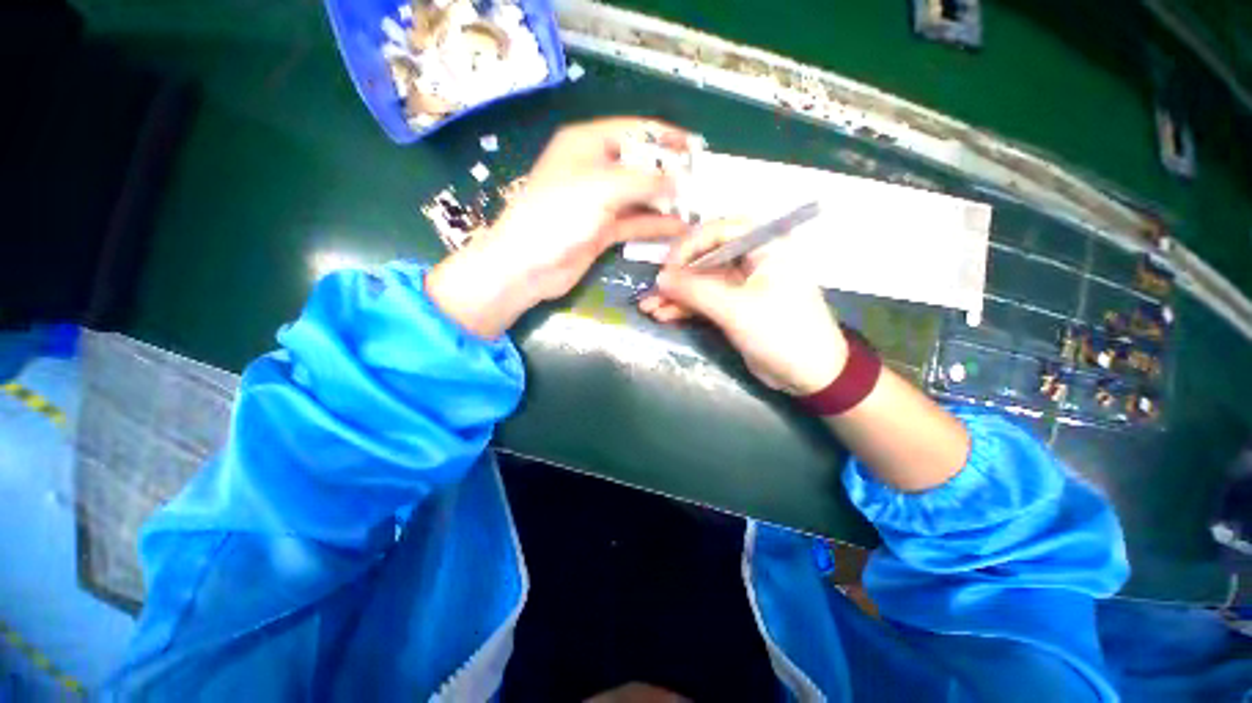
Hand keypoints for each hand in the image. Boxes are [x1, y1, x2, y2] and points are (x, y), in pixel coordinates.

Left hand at [427, 118, 692, 337]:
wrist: (529, 265)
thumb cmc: (559, 214)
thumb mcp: (603, 187)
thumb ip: (646, 181)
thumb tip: (681, 179)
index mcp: (587, 143)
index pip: (635, 130)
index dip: (667, 137)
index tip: (697, 148)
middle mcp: (595, 169)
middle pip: (640, 165)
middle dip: (670, 174)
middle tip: (702, 185)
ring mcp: (599, 203)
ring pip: (639, 197)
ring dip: (665, 203)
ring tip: (696, 209)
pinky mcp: (602, 231)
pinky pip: (633, 223)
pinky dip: (654, 225)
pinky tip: (678, 229)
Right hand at [638, 219, 847, 395]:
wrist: (810, 375)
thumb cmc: (782, 332)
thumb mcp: (737, 310)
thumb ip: (696, 291)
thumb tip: (660, 278)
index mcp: (765, 247)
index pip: (720, 231)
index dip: (689, 245)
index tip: (666, 266)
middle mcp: (751, 260)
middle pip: (705, 258)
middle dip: (676, 276)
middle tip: (651, 290)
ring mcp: (740, 286)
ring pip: (701, 282)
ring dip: (675, 295)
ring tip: (648, 308)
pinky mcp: (733, 307)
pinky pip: (704, 301)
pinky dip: (684, 308)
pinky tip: (662, 315)